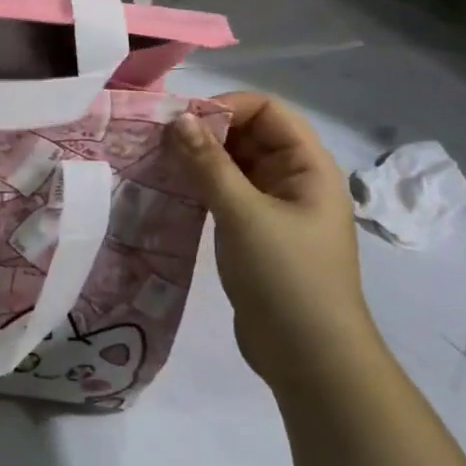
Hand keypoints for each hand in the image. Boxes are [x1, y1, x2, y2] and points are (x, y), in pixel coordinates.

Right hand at [168, 93, 376, 389]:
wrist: (310, 358)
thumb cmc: (286, 277)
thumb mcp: (243, 214)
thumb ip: (208, 163)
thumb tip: (177, 118)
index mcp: (308, 167)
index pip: (268, 111)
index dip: (226, 106)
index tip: (181, 121)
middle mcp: (294, 180)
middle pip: (248, 134)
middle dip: (205, 131)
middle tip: (158, 140)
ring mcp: (274, 207)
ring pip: (233, 163)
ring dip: (198, 158)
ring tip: (156, 161)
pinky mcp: (254, 231)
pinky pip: (225, 192)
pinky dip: (199, 184)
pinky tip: (169, 189)